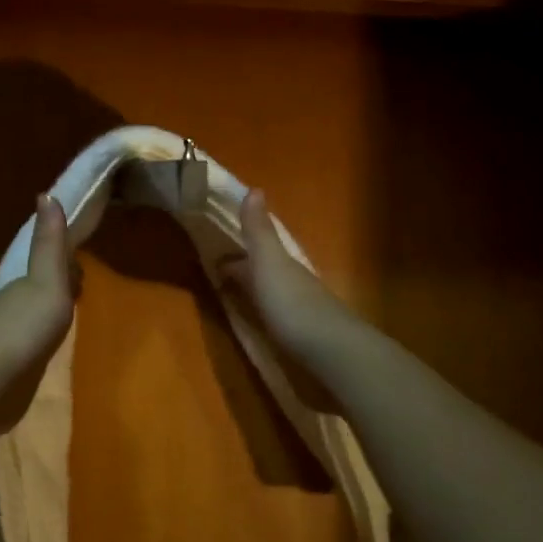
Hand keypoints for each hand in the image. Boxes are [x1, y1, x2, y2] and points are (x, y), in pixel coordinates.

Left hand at [0, 194, 77, 431]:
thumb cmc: (23, 326)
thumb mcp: (45, 280)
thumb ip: (49, 244)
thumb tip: (46, 193)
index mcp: (24, 283)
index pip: (50, 264)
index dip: (67, 260)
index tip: (85, 257)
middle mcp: (14, 305)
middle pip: (43, 290)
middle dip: (62, 288)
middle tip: (85, 290)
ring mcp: (8, 338)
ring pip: (35, 318)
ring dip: (51, 315)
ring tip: (73, 319)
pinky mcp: (8, 368)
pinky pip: (31, 346)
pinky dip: (43, 342)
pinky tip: (51, 351)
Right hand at [225, 189, 352, 358]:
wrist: (332, 354)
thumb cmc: (292, 304)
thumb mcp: (269, 262)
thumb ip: (259, 231)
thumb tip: (254, 187)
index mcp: (282, 264)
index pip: (255, 250)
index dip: (235, 249)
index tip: (211, 253)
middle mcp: (293, 283)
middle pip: (264, 272)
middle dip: (244, 271)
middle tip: (215, 276)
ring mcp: (300, 313)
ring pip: (272, 296)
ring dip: (254, 295)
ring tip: (231, 301)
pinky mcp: (303, 341)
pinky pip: (277, 321)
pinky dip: (264, 318)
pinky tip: (258, 328)